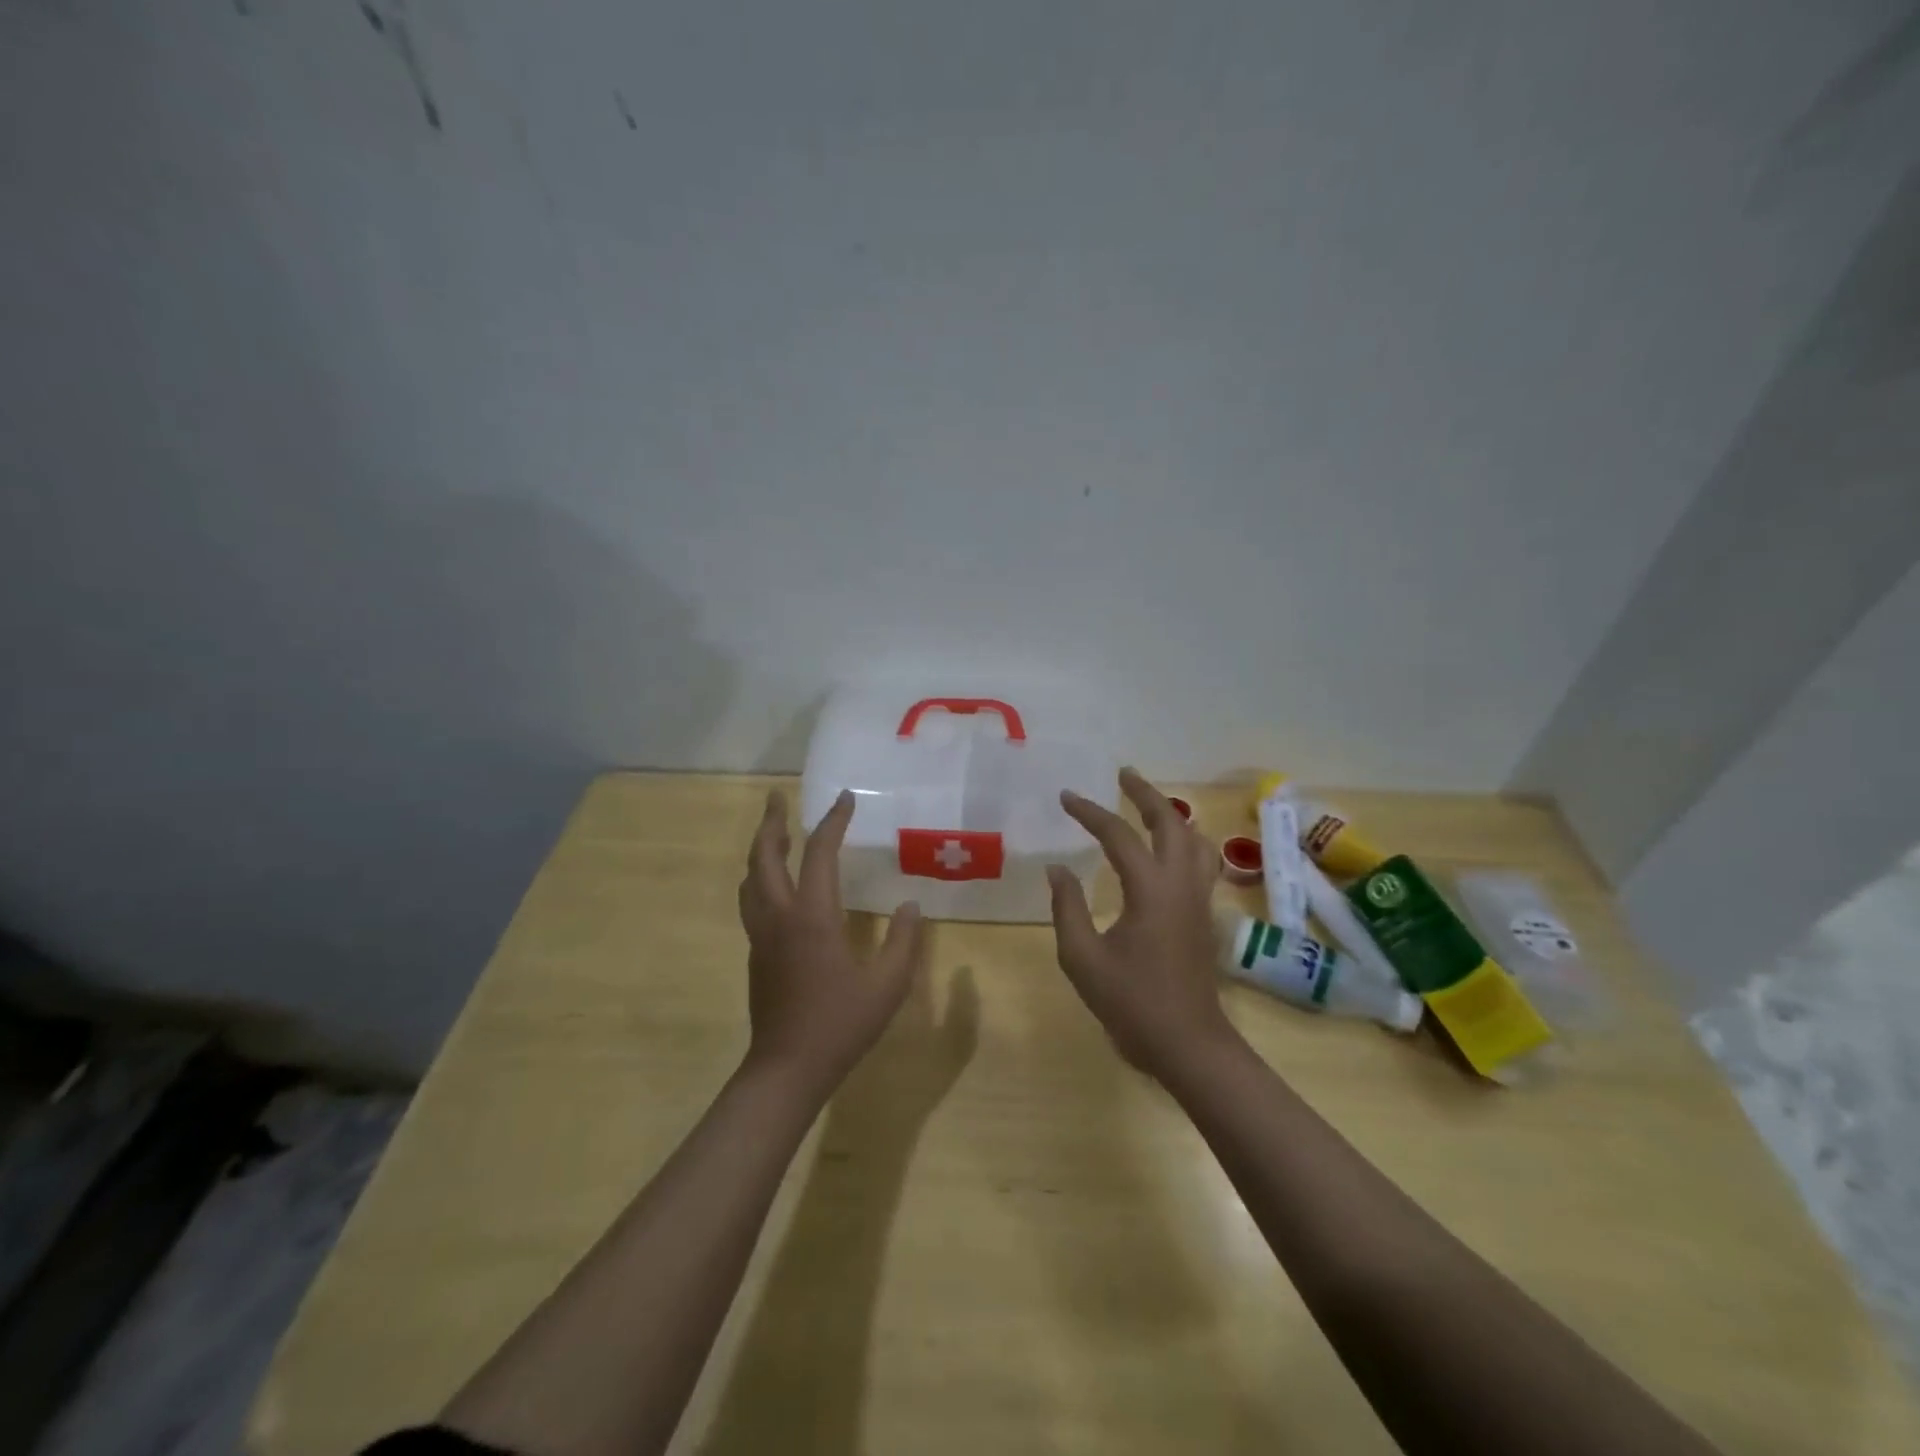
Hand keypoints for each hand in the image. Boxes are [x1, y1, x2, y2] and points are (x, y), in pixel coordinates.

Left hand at [738, 788, 927, 1096]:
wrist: (786, 1070)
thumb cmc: (840, 1025)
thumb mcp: (887, 985)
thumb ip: (902, 942)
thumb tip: (909, 907)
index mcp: (812, 916)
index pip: (819, 853)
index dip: (833, 821)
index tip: (844, 798)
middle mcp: (780, 916)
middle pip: (764, 857)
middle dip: (771, 822)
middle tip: (777, 798)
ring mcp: (762, 936)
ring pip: (750, 879)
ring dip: (760, 849)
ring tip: (775, 833)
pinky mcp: (756, 954)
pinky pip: (751, 901)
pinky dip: (760, 877)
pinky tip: (775, 884)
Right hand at [1047, 768, 1240, 1077]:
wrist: (1187, 1044)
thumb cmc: (1131, 1003)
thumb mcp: (1082, 958)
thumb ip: (1067, 908)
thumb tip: (1057, 869)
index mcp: (1150, 890)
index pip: (1118, 835)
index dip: (1089, 812)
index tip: (1066, 797)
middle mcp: (1180, 884)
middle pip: (1170, 822)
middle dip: (1145, 794)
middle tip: (1123, 775)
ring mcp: (1199, 898)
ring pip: (1194, 839)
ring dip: (1171, 814)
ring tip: (1148, 804)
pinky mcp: (1204, 914)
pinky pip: (1201, 861)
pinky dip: (1185, 840)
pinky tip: (1170, 848)